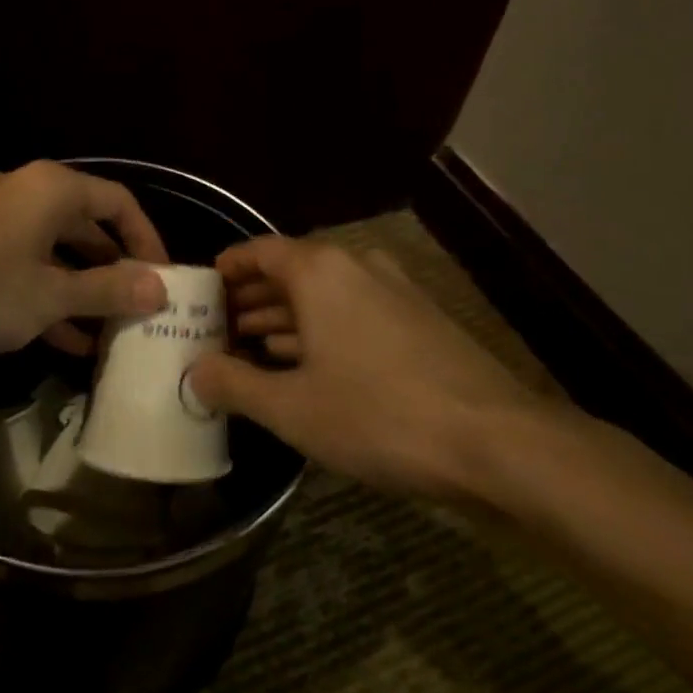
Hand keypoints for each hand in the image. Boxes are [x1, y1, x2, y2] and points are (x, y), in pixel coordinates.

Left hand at [0, 160, 170, 356]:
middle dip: (115, 269)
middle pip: (88, 226)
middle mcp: (28, 192)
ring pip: (56, 250)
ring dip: (82, 288)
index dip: (148, 240)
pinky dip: (48, 293)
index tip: (164, 280)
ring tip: (109, 332)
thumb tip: (160, 289)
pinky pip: (26, 264)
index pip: (120, 203)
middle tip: (139, 309)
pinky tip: (66, 339)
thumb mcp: (49, 296)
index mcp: (54, 189)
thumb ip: (107, 290)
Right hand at [188, 237, 541, 499]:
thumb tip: (194, 372)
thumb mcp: (292, 408)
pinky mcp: (420, 321)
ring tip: (251, 349)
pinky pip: (354, 313)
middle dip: (252, 299)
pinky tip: (307, 366)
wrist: (498, 442)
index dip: (228, 268)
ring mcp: (395, 292)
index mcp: (321, 271)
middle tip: (218, 329)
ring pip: (324, 296)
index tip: (202, 290)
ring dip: (286, 318)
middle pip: (291, 272)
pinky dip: (322, 331)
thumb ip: (235, 384)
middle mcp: (358, 267)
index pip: (260, 251)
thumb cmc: (379, 414)